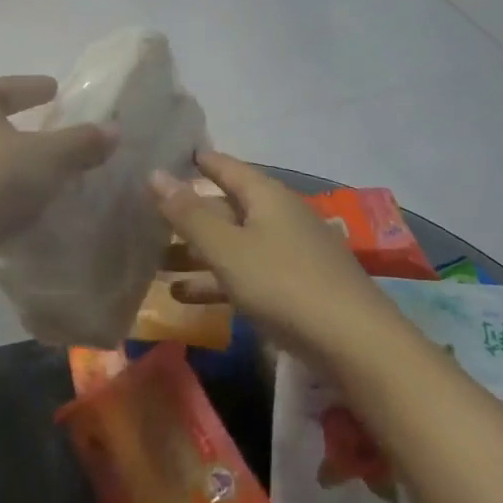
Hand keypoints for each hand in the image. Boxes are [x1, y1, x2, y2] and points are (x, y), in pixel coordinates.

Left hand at [0, 76, 115, 269]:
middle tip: (58, 130)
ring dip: (14, 163)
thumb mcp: (47, 157)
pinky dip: (3, 192)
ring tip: (50, 172)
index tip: (56, 90)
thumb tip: (114, 129)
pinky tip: (28, 206)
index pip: (10, 86)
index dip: (35, 88)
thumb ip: (81, 142)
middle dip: (24, 127)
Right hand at [152, 151, 389, 367]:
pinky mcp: (294, 287)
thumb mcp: (228, 249)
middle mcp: (278, 215)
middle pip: (225, 207)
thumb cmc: (284, 284)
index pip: (224, 166)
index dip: (195, 160)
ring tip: (154, 263)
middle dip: (186, 215)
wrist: (357, 345)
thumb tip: (154, 172)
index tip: (163, 157)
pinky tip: (183, 297)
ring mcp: (288, 252)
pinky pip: (245, 273)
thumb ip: (189, 214)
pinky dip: (216, 280)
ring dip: (195, 253)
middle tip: (145, 217)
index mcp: (265, 195)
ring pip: (232, 244)